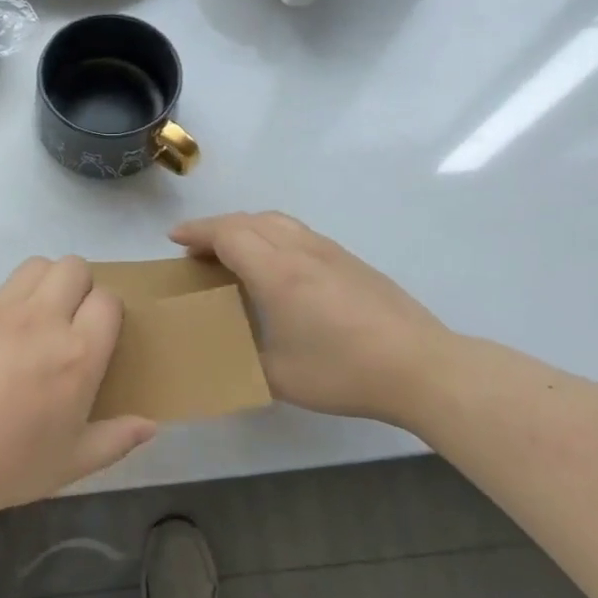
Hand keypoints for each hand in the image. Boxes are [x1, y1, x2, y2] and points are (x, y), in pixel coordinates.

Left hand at [0, 256, 156, 520]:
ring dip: (45, 281)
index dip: (108, 312)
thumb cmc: (7, 466)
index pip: (108, 300)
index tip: (98, 335)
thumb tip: (151, 425)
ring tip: (36, 317)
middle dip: (80, 286)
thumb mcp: (72, 463)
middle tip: (69, 321)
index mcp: (78, 355)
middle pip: (74, 267)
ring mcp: (1, 309)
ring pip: (37, 264)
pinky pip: (0, 285)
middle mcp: (43, 319)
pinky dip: (9, 298)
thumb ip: (116, 439)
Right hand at [171, 212, 455, 421]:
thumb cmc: (344, 372)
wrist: (422, 368)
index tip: (174, 239)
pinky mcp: (351, 261)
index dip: (197, 232)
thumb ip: (244, 359)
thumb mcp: (279, 377)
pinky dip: (272, 236)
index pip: (227, 234)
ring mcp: (330, 252)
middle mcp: (300, 251)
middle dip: (216, 228)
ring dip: (246, 228)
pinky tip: (276, 266)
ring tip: (232, 251)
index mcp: (277, 273)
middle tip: (197, 250)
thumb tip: (226, 355)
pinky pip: (298, 233)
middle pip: (249, 220)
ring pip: (277, 221)